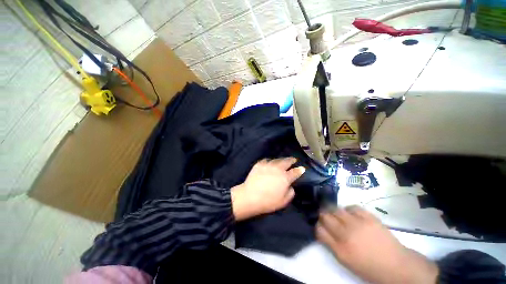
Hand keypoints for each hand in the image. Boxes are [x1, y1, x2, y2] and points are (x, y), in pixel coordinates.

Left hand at [231, 157, 304, 220]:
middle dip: (291, 160)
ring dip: (281, 160)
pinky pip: (267, 160)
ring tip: (282, 161)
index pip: (295, 172)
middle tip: (293, 160)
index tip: (302, 168)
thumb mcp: (283, 201)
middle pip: (286, 161)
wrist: (250, 196)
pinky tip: (270, 162)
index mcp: (285, 178)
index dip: (299, 170)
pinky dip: (270, 161)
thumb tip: (291, 186)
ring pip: (277, 160)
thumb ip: (290, 193)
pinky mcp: (259, 164)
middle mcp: (278, 169)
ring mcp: (268, 165)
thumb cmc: (268, 201)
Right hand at [317, 206, 438, 283]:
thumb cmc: (369, 267)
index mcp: (340, 249)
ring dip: (334, 212)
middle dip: (323, 216)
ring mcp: (358, 224)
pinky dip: (349, 209)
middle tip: (326, 218)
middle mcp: (346, 234)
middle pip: (325, 216)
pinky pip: (352, 207)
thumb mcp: (346, 261)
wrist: (396, 266)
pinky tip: (351, 214)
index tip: (321, 226)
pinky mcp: (369, 217)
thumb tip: (323, 230)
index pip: (319, 230)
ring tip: (338, 215)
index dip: (318, 226)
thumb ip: (332, 245)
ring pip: (336, 209)